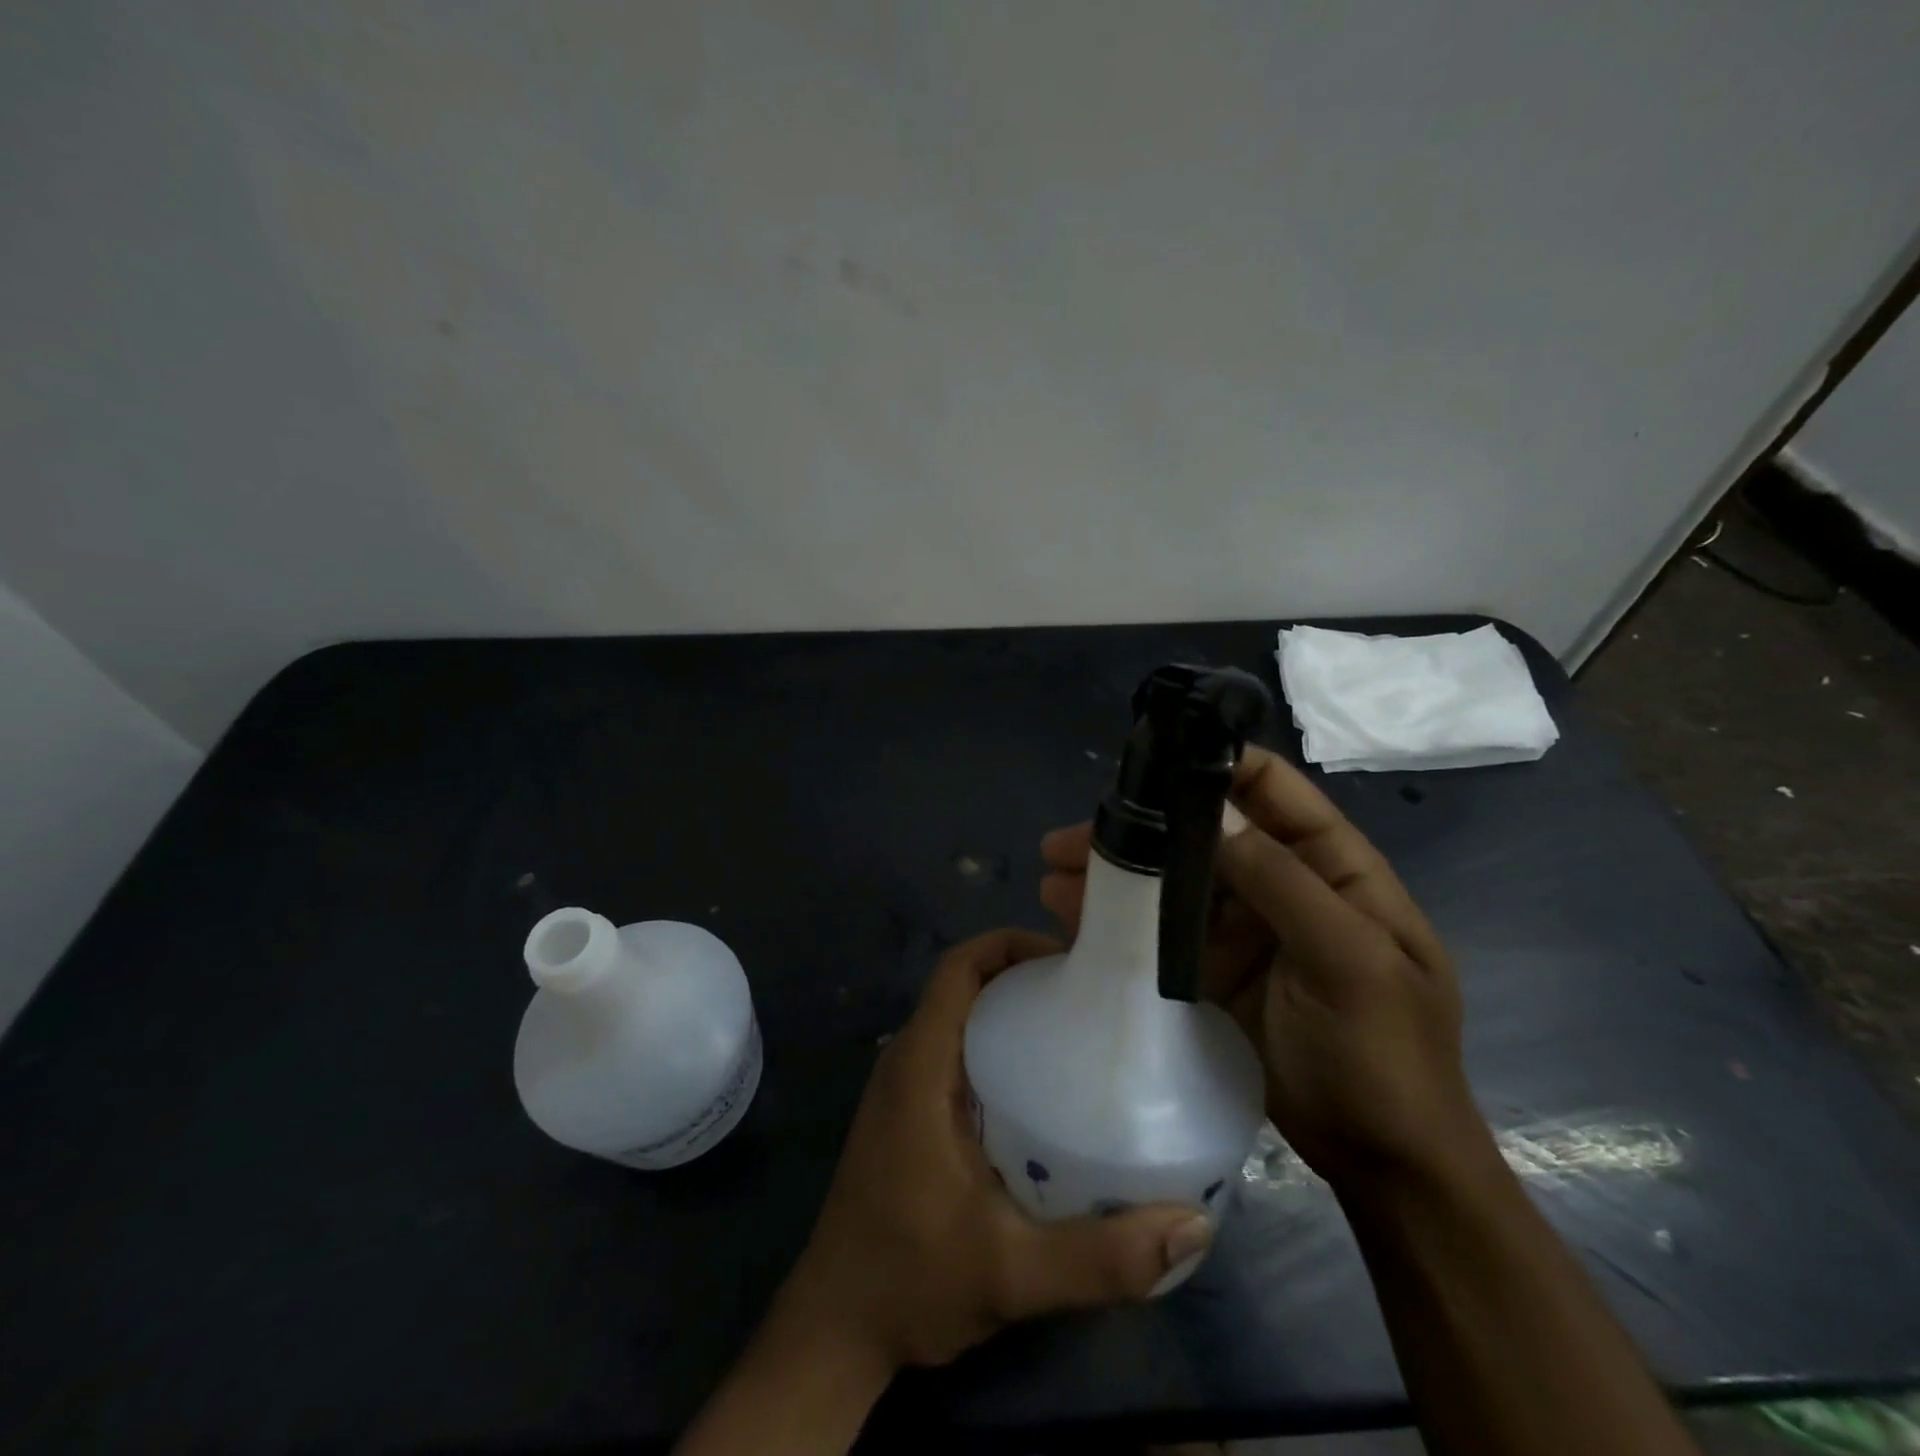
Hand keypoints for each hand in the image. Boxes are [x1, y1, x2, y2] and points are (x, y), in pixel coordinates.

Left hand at [784, 929, 1213, 1369]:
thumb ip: (1101, 1256)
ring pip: (960, 1020)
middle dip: (1021, 975)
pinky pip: (955, 1055)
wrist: (836, 1330)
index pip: (957, 968)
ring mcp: (902, 1089)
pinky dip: (996, 1049)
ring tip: (1076, 1033)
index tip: (1068, 959)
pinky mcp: (907, 1115)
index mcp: (920, 1066)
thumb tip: (1193, 1225)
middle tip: (1090, 996)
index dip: (1008, 944)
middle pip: (964, 986)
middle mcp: (906, 1062)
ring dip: (1009, 1012)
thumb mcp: (1013, 1273)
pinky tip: (1042, 1091)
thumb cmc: (911, 1282)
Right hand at [1040, 744, 1487, 1188]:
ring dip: (1116, 877)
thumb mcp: (1349, 962)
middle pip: (1202, 836)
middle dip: (1138, 831)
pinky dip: (1117, 923)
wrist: (1383, 1163)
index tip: (1150, 763)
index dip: (1215, 766)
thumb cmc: (1385, 1054)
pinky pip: (1159, 934)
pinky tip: (1069, 919)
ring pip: (1171, 883)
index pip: (1272, 791)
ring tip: (1052, 879)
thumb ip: (1283, 882)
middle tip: (1069, 840)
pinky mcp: (1211, 970)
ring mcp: (1243, 929)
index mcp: (1332, 867)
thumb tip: (1215, 812)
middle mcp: (1281, 885)